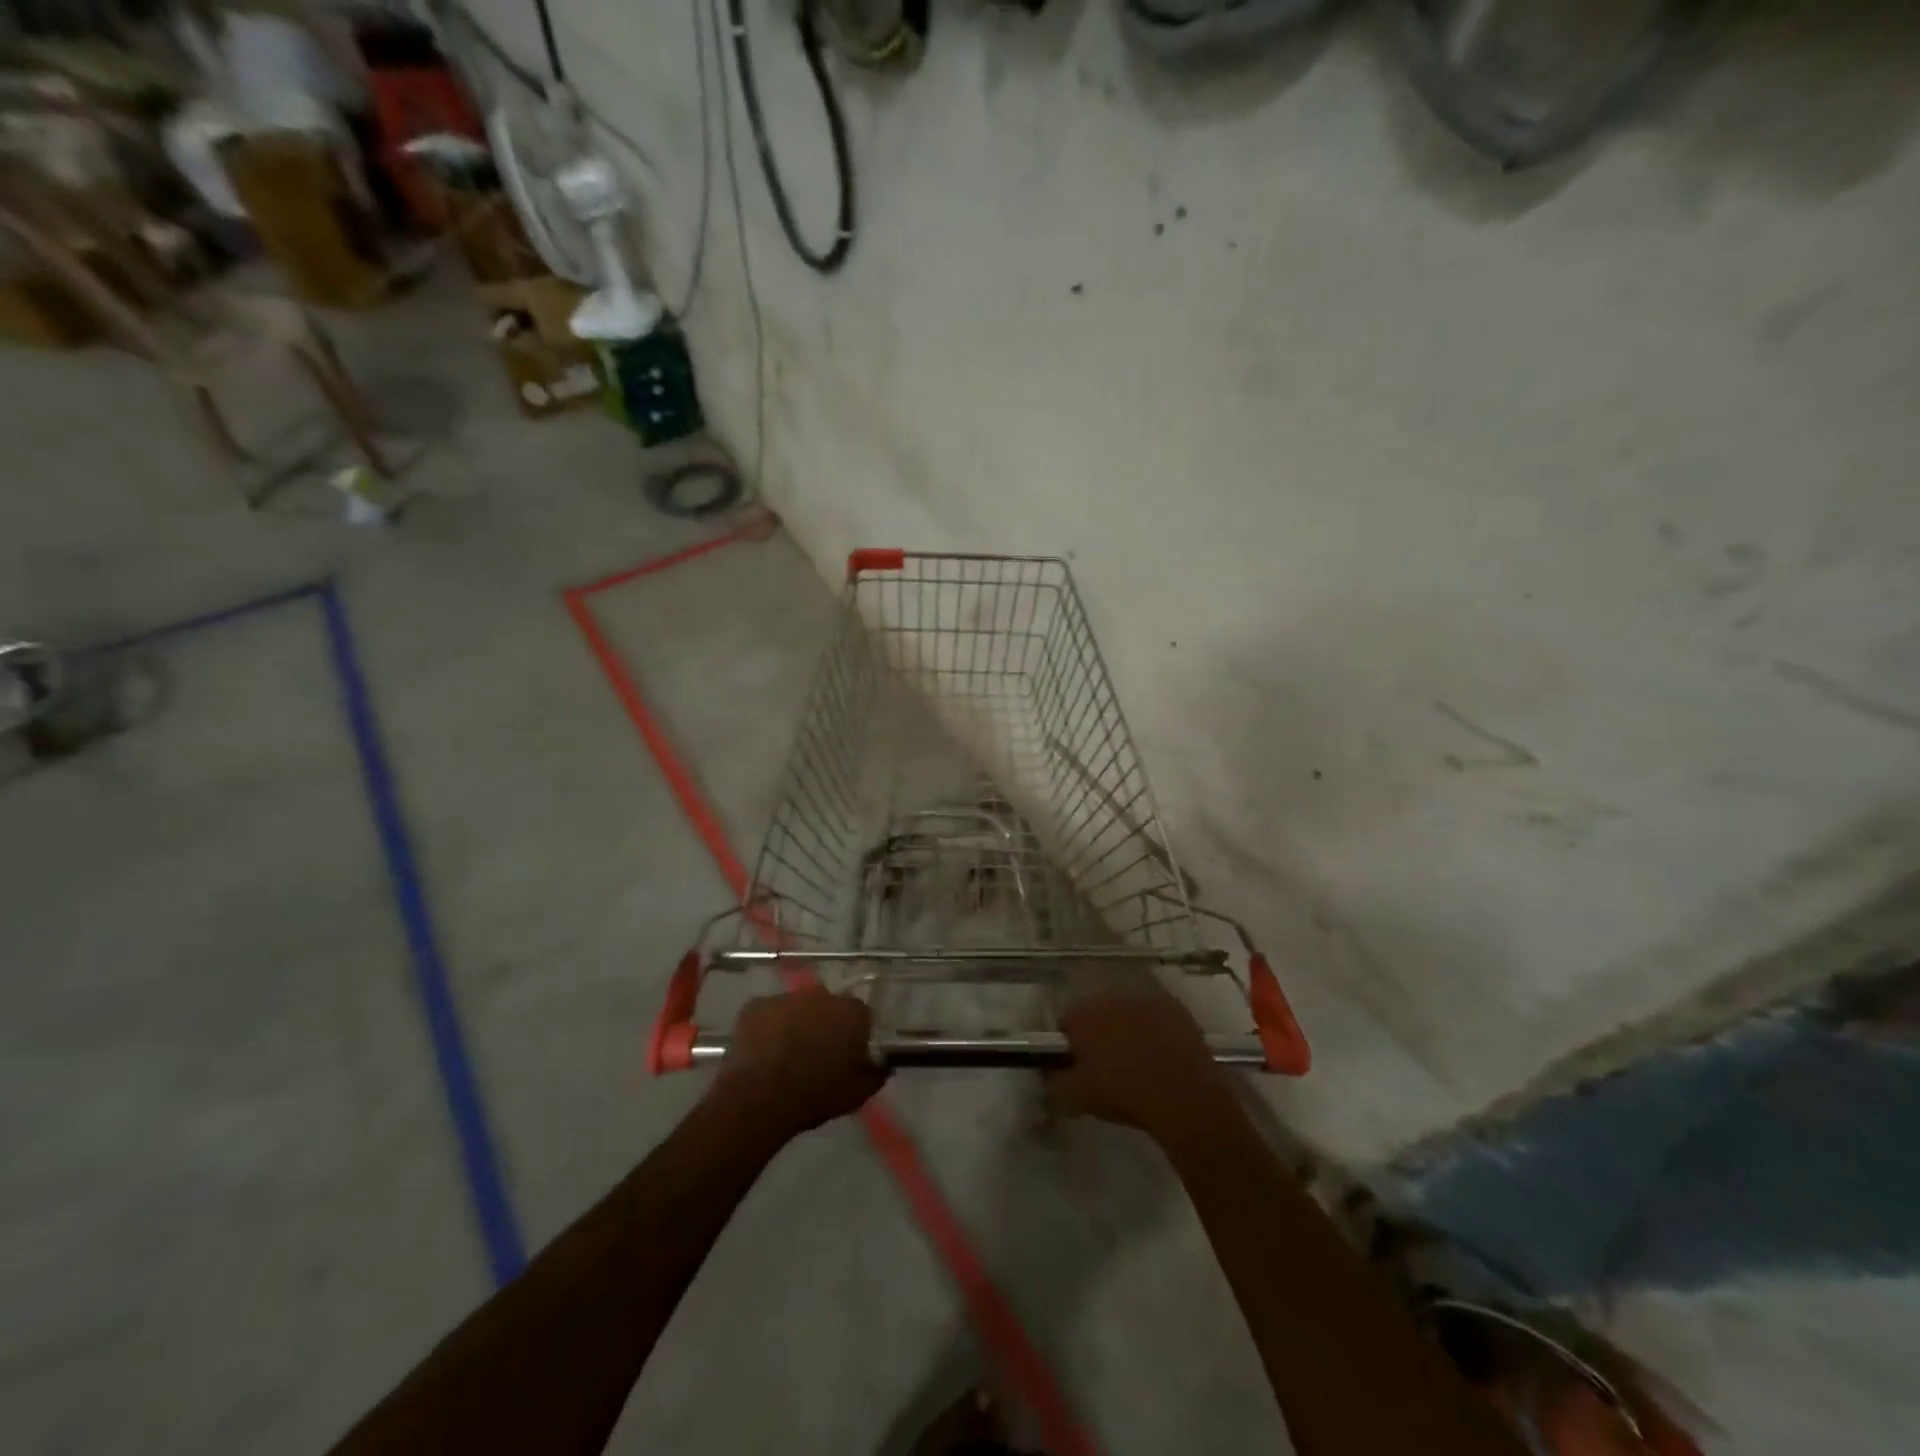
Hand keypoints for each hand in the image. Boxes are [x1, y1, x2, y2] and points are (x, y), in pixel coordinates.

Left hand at [712, 988, 885, 1138]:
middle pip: (828, 1007)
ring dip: (796, 1024)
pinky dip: (768, 1028)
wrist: (760, 1098)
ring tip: (785, 1055)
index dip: (854, 1035)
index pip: (861, 1016)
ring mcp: (787, 997)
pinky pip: (768, 1014)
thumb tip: (881, 1066)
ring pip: (797, 1008)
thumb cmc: (815, 1095)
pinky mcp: (756, 1004)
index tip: (847, 1056)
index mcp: (852, 1012)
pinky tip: (763, 1052)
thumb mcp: (857, 1094)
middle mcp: (822, 995)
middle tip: (816, 1055)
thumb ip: (875, 1074)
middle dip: (824, 1025)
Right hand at [1046, 986, 1236, 1142]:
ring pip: (1127, 1012)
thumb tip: (1047, 1073)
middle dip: (1099, 1034)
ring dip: (1127, 1029)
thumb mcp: (1075, 1097)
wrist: (1182, 1095)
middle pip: (1097, 1012)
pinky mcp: (1174, 1006)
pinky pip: (1156, 1015)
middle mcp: (1111, 996)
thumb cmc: (1122, 1093)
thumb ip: (1053, 1081)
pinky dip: (1155, 1029)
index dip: (1070, 1046)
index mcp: (1083, 1013)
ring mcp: (1145, 998)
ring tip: (1138, 1062)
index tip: (1078, 1067)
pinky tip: (1162, 1054)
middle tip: (1107, 1066)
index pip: (1066, 1023)